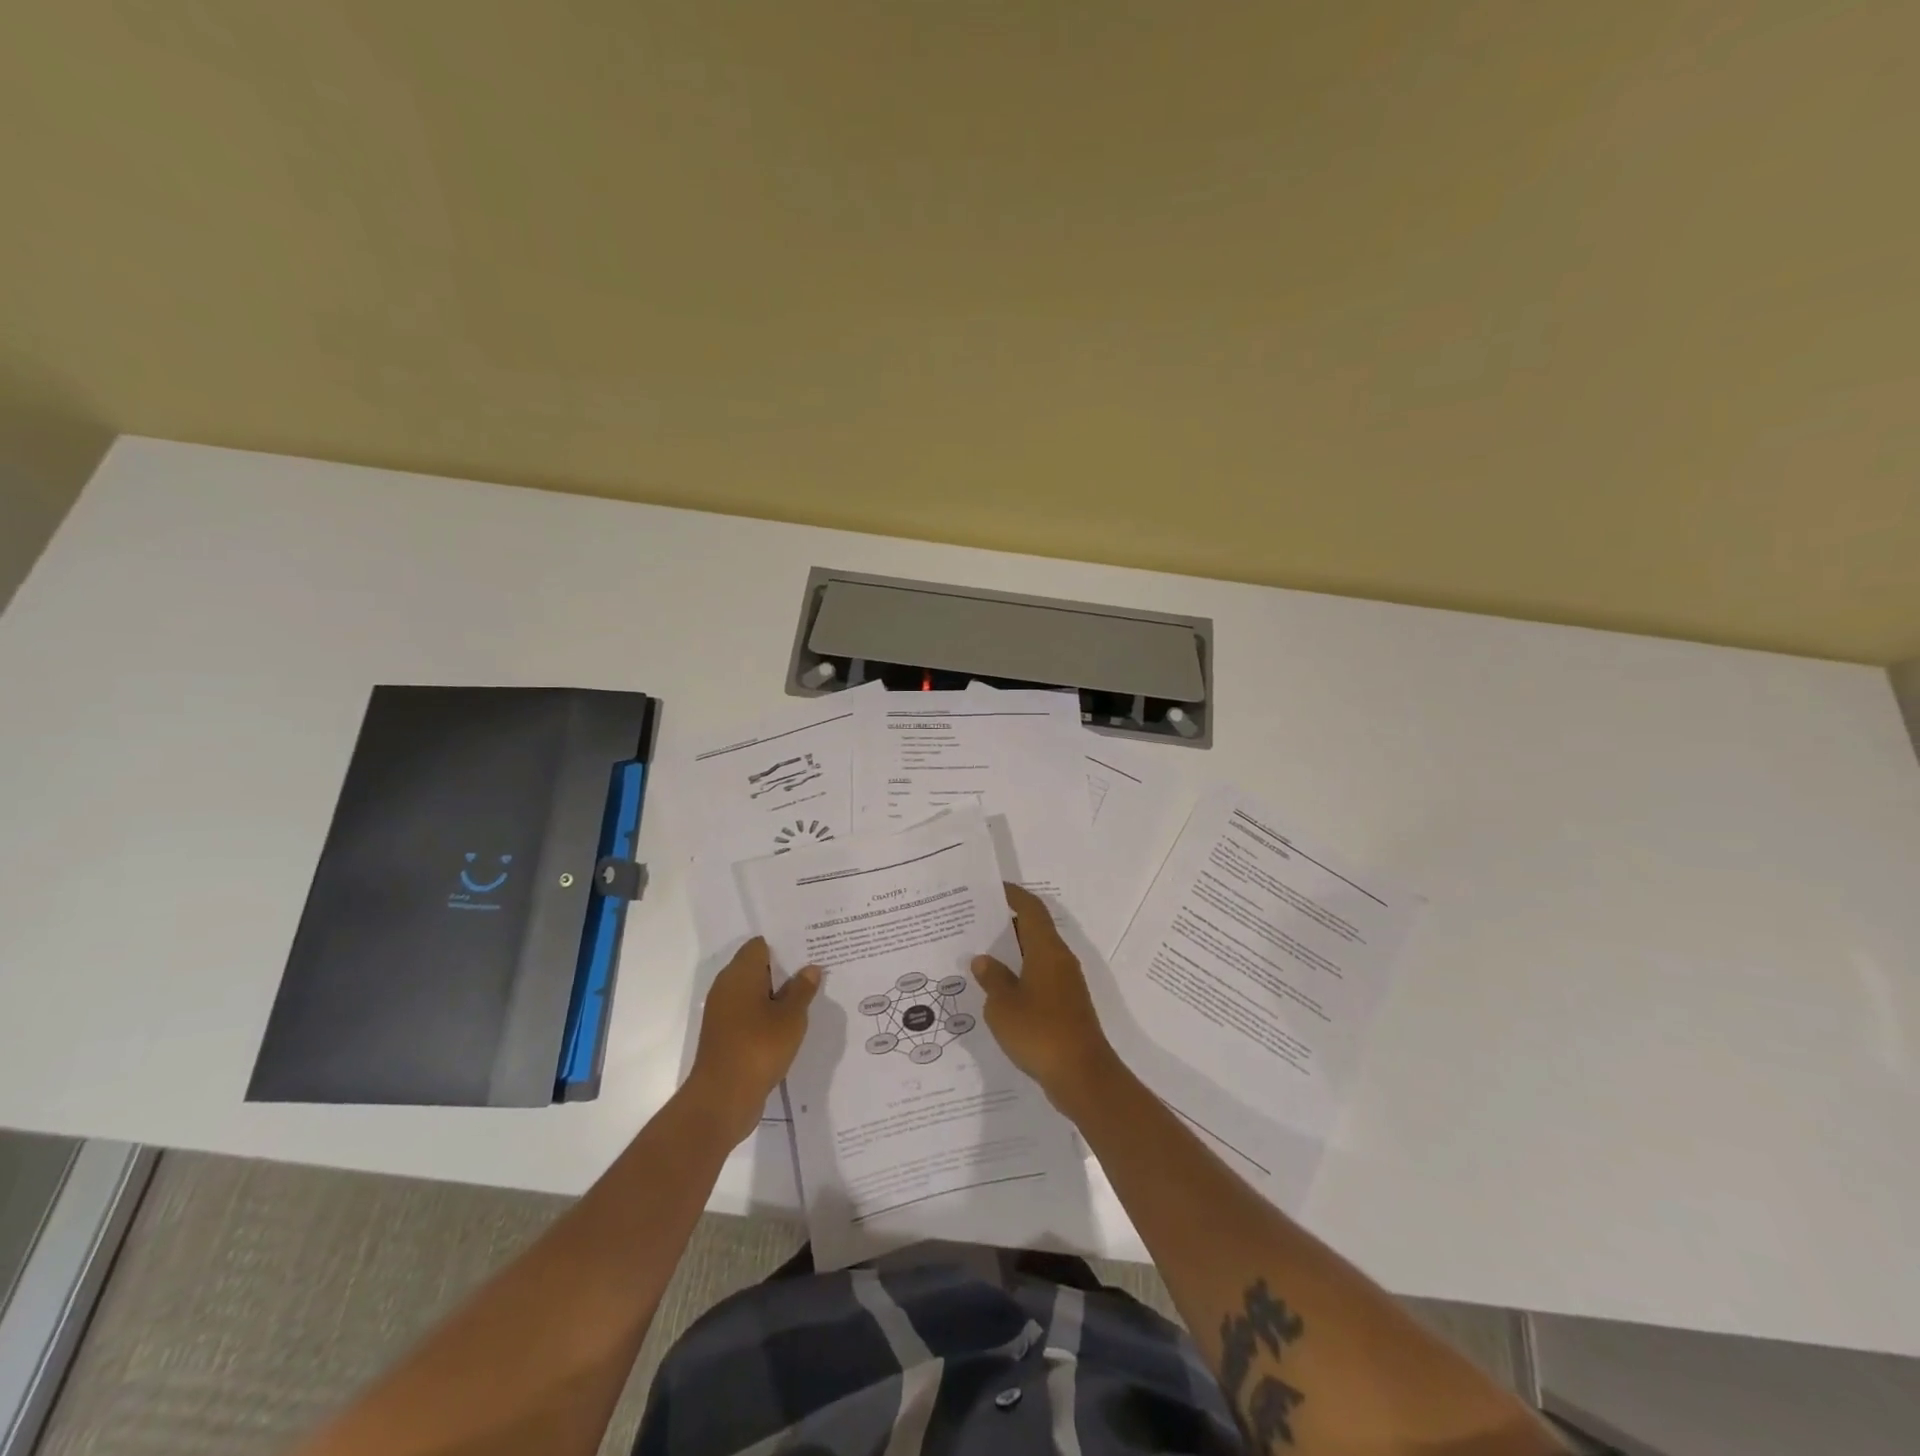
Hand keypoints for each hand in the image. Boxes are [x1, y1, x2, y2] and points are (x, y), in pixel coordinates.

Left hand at [687, 938, 820, 1143]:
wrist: (722, 1099)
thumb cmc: (758, 1047)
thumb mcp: (791, 1017)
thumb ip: (802, 989)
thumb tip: (810, 968)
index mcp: (740, 974)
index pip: (761, 945)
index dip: (785, 944)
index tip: (809, 947)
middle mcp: (727, 987)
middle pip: (757, 967)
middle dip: (785, 969)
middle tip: (816, 970)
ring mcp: (723, 1013)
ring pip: (754, 992)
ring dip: (778, 994)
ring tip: (809, 996)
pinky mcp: (725, 1035)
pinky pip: (750, 1013)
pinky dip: (768, 1014)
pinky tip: (790, 1023)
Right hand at [972, 884, 1117, 1114]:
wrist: (1082, 1076)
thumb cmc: (1040, 1031)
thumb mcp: (1003, 1005)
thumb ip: (992, 979)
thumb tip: (983, 960)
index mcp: (1047, 950)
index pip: (1031, 909)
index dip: (1012, 895)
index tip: (991, 888)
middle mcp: (1060, 960)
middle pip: (1033, 930)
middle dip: (1005, 924)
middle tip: (974, 924)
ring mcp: (1066, 984)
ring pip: (1036, 955)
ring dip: (1012, 953)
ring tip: (979, 956)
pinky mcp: (1066, 1006)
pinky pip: (1039, 978)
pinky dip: (1019, 976)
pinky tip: (998, 992)